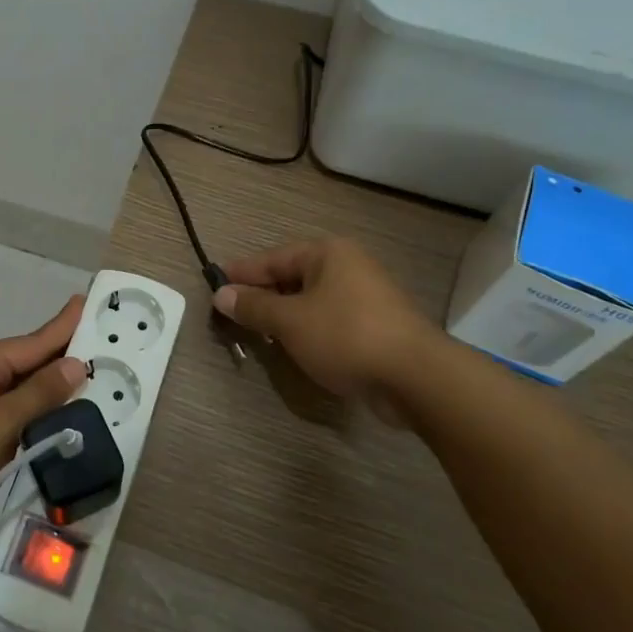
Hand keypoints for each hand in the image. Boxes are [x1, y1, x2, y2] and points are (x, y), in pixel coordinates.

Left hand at [0, 296, 86, 559]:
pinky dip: (30, 417)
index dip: (64, 325)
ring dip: (48, 391)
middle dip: (62, 357)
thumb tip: (74, 363)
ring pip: (16, 392)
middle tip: (104, 348)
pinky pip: (5, 417)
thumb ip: (37, 395)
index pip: (34, 341)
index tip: (89, 301)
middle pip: (25, 363)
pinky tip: (50, 424)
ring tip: (87, 383)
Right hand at [213, 237, 437, 424]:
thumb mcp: (290, 322)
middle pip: (293, 276)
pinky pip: (331, 319)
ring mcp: (367, 296)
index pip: (273, 258)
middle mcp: (349, 266)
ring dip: (285, 315)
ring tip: (259, 332)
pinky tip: (295, 347)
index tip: (215, 283)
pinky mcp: (377, 326)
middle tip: (234, 311)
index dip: (242, 273)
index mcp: (328, 253)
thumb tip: (222, 294)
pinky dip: (309, 329)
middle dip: (263, 295)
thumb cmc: (346, 336)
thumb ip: (254, 307)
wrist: (417, 377)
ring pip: (312, 300)